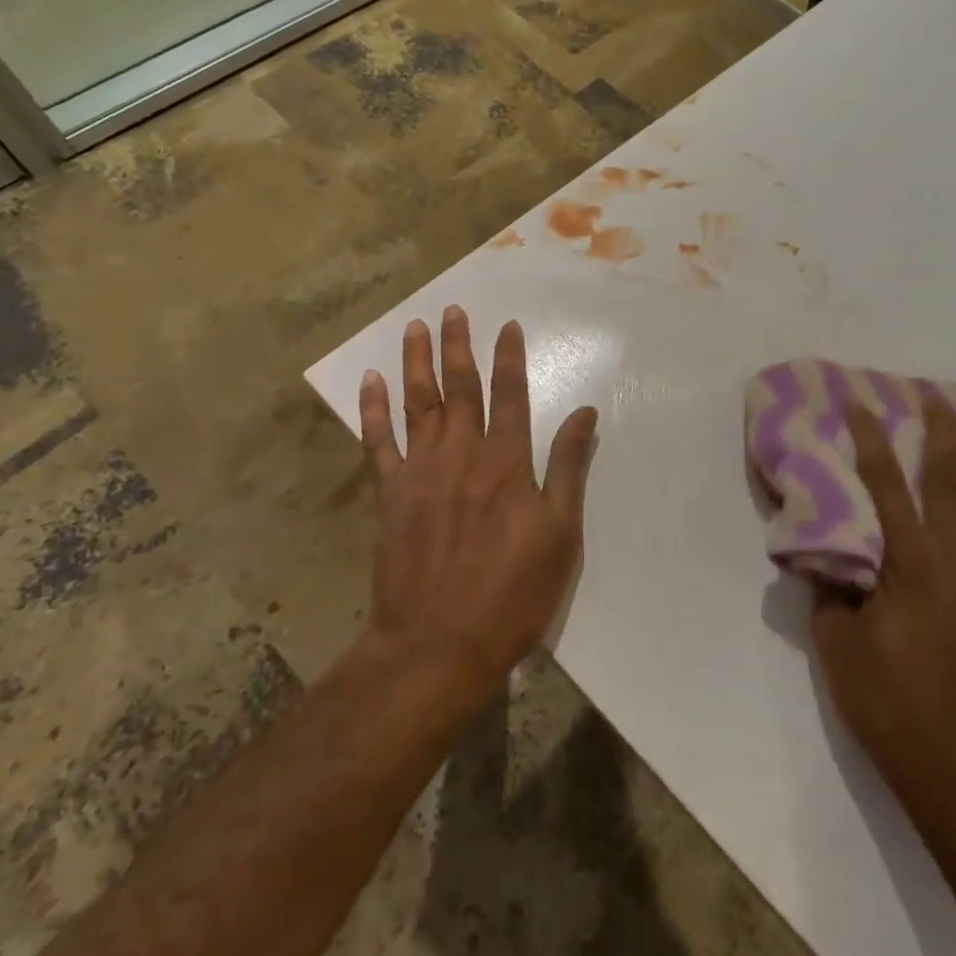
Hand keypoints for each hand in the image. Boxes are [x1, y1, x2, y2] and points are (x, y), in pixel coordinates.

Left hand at [357, 306, 598, 692]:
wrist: (438, 645)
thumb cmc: (512, 593)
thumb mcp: (560, 534)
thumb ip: (569, 468)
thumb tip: (586, 413)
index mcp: (506, 462)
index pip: (510, 395)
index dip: (510, 358)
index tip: (507, 326)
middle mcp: (462, 455)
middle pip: (459, 388)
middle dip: (459, 345)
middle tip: (453, 310)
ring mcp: (420, 473)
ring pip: (418, 404)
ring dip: (416, 362)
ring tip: (414, 327)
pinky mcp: (389, 496)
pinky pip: (378, 442)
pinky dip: (373, 410)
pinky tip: (369, 382)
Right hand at [812, 401, 955, 823]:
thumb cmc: (893, 705)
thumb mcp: (837, 647)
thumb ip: (830, 593)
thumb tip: (827, 561)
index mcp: (911, 560)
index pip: (885, 485)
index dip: (871, 441)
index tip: (861, 405)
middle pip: (951, 481)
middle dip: (942, 434)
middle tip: (938, 397)